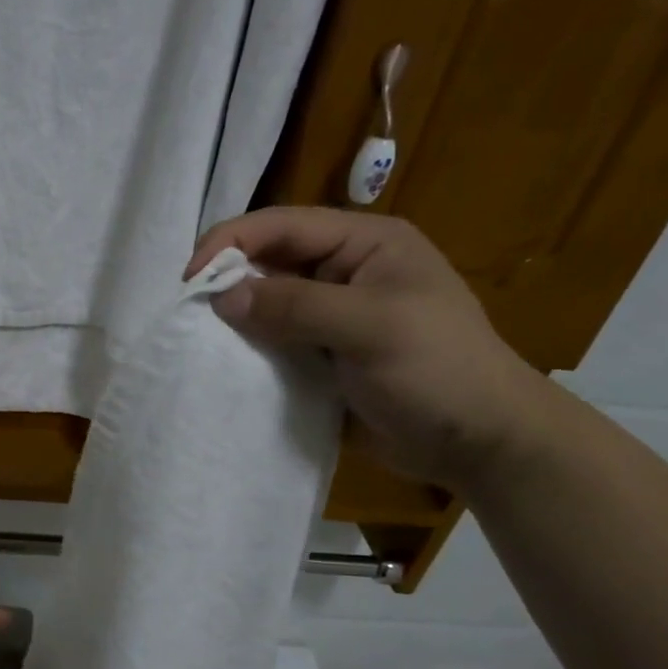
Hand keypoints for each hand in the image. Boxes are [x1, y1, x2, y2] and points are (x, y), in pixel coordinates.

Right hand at [186, 207, 553, 490]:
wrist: (479, 443)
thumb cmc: (437, 371)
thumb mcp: (371, 328)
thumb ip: (295, 306)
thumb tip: (221, 297)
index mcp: (365, 243)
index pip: (282, 225)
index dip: (229, 243)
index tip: (189, 280)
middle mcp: (344, 269)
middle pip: (268, 259)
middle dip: (227, 278)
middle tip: (187, 311)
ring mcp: (332, 313)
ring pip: (266, 300)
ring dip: (233, 315)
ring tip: (196, 335)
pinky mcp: (321, 352)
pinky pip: (273, 338)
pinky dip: (247, 345)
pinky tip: (224, 359)